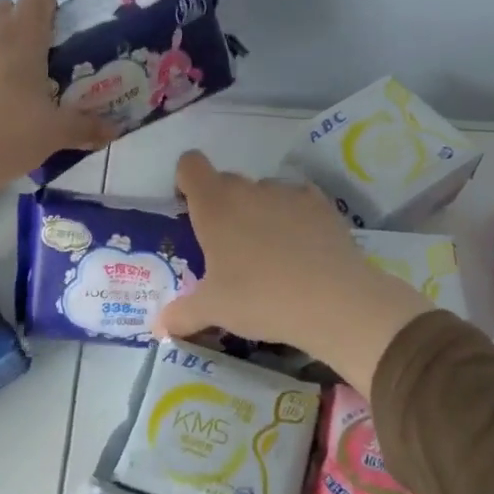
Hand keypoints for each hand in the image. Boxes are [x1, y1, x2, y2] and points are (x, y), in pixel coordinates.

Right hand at [156, 151, 433, 394]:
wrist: (334, 301)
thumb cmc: (259, 298)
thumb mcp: (213, 310)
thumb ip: (181, 314)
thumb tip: (159, 327)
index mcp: (214, 205)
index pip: (190, 165)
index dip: (185, 181)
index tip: (190, 210)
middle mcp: (249, 189)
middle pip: (226, 181)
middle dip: (221, 205)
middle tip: (226, 247)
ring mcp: (288, 193)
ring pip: (263, 192)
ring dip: (257, 211)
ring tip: (268, 253)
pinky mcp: (322, 205)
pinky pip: (298, 201)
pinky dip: (294, 217)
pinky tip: (301, 248)